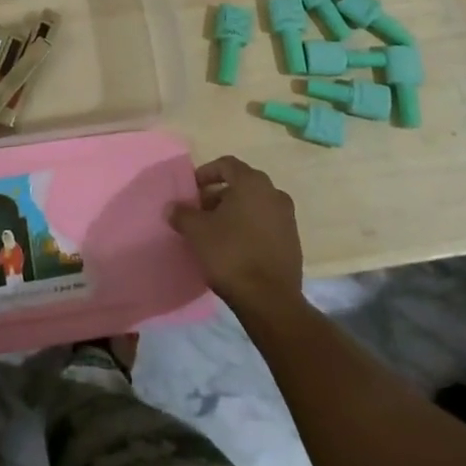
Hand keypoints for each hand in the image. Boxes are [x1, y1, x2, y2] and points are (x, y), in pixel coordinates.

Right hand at [168, 155, 303, 322]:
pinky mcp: (293, 242)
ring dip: (234, 211)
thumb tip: (172, 207)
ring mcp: (287, 218)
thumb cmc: (230, 254)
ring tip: (215, 231)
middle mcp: (274, 194)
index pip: (226, 164)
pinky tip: (235, 246)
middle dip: (218, 194)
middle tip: (200, 211)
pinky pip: (266, 224)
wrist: (270, 300)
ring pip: (255, 205)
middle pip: (241, 184)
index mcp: (252, 183)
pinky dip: (249, 227)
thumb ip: (182, 214)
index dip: (206, 173)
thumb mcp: (197, 231)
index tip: (192, 190)